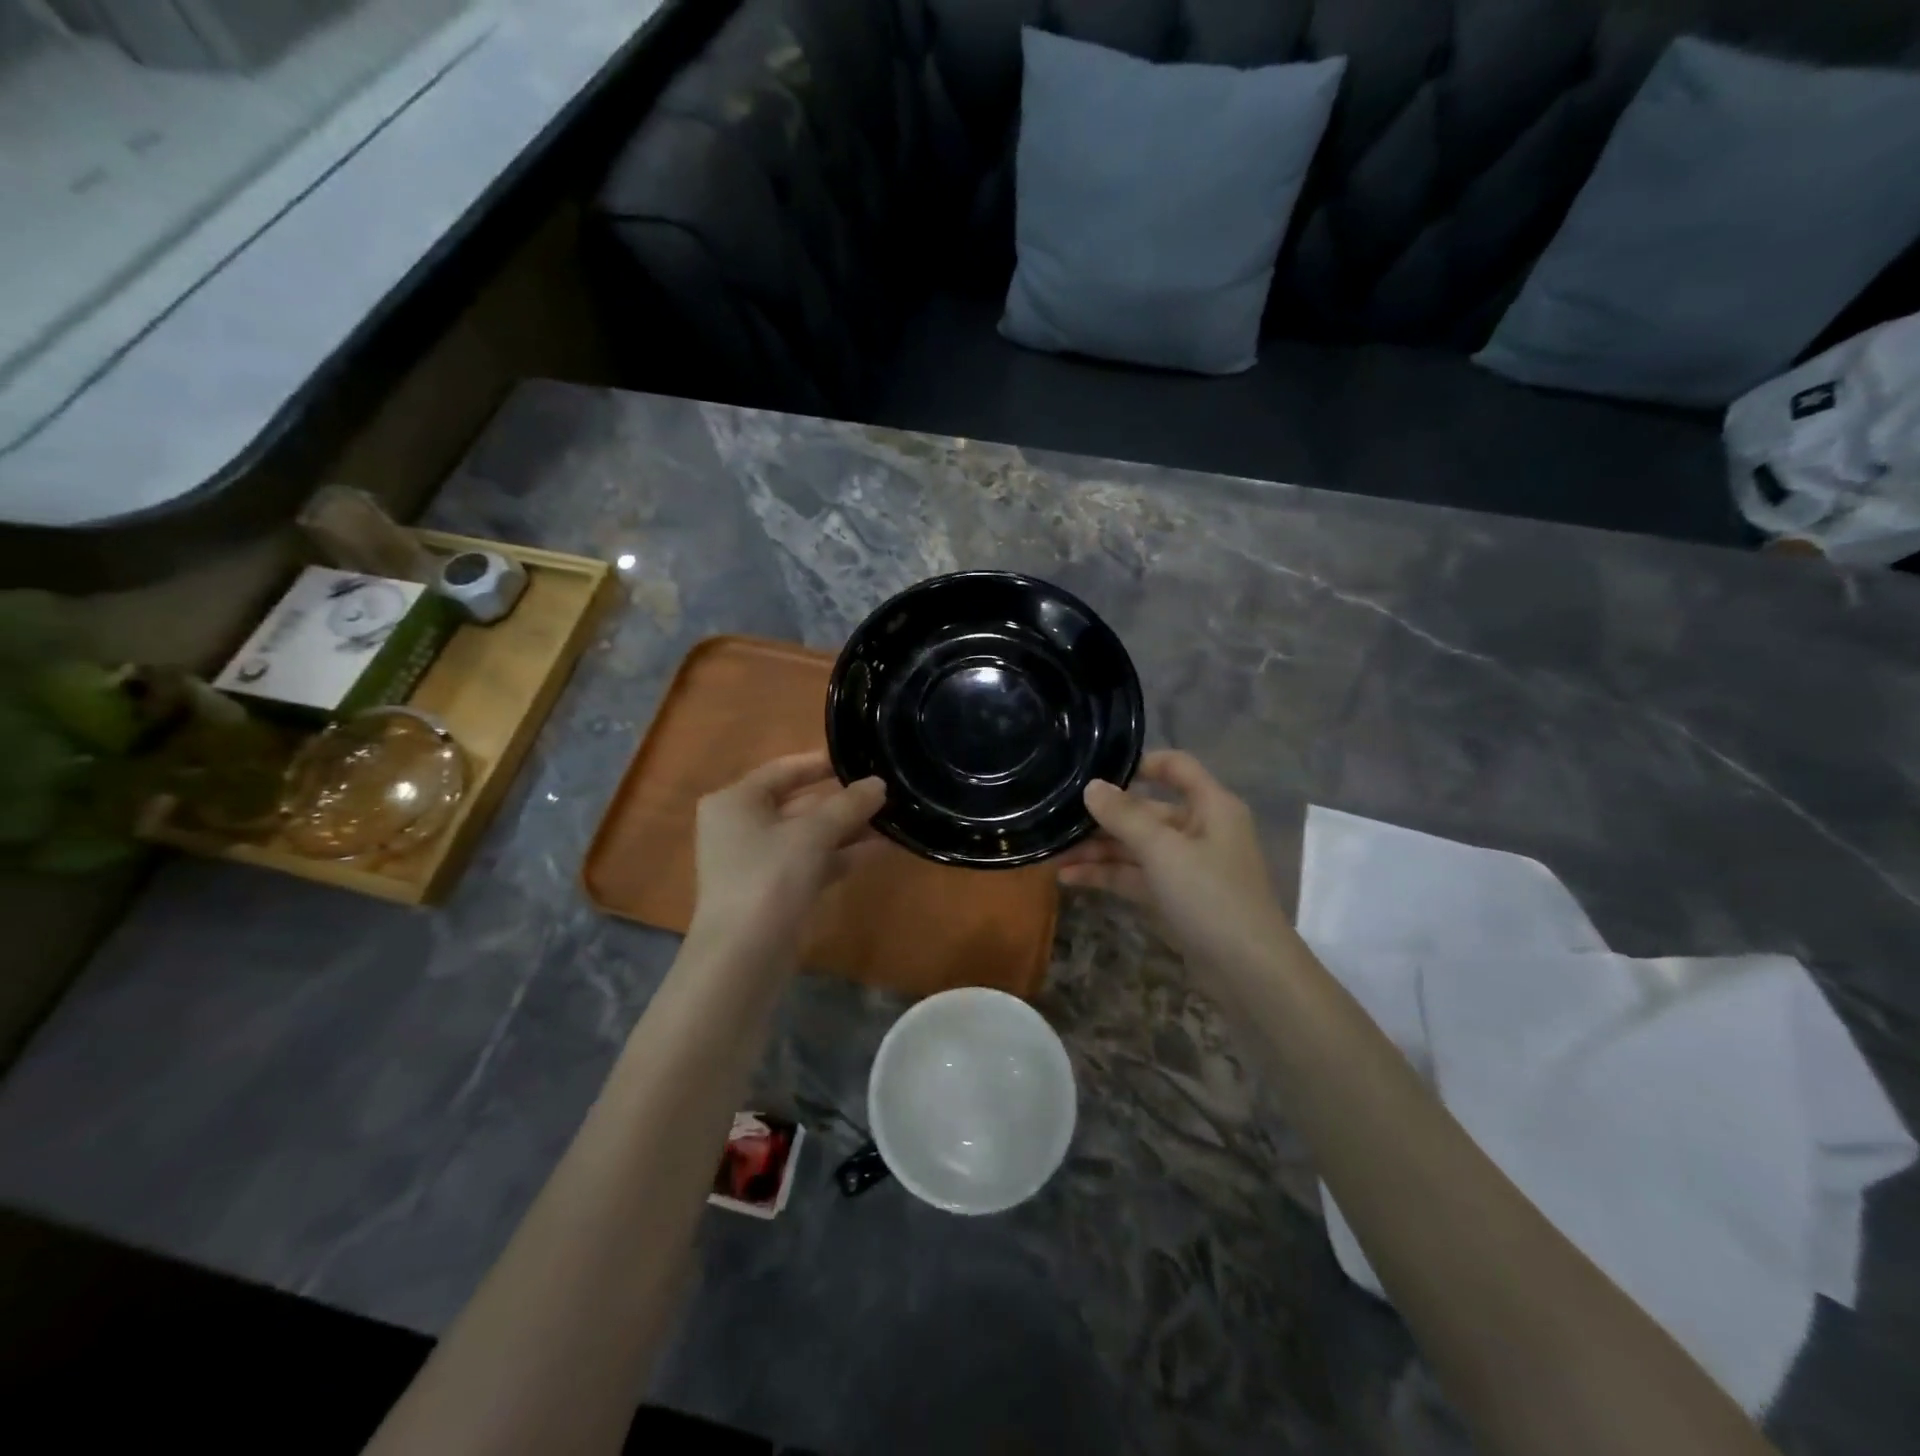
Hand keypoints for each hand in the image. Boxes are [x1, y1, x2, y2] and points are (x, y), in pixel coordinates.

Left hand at [687, 751, 885, 963]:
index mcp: (735, 801)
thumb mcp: (812, 834)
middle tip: (887, 789)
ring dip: (849, 827)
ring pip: (811, 835)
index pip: (783, 769)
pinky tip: (884, 848)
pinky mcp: (777, 890)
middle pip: (799, 802)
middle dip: (843, 800)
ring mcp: (759, 861)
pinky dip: (844, 854)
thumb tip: (879, 784)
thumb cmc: (769, 878)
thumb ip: (848, 805)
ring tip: (895, 817)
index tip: (860, 758)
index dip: (822, 763)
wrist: (743, 958)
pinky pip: (815, 861)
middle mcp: (742, 825)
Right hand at [1055, 750, 1294, 977]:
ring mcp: (1185, 865)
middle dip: (1103, 817)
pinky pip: (1135, 876)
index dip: (1139, 763)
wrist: (1247, 971)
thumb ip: (1124, 816)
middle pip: (1145, 811)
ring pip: (1135, 846)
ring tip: (1052, 853)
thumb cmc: (1211, 895)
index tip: (1096, 772)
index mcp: (1210, 806)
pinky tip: (1069, 877)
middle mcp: (1199, 829)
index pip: (1175, 766)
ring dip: (1097, 849)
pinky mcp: (1173, 896)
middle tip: (1057, 818)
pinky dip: (1106, 875)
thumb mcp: (1163, 850)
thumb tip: (1091, 786)